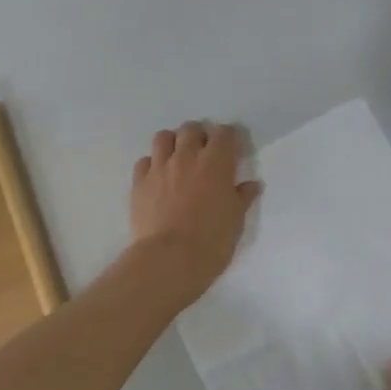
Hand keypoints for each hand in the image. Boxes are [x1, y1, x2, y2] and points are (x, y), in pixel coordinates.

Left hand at [129, 121, 261, 305]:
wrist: (169, 259)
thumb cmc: (211, 242)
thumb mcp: (235, 221)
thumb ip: (242, 198)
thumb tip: (251, 185)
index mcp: (216, 163)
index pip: (224, 133)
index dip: (228, 139)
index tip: (231, 150)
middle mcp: (186, 157)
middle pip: (191, 129)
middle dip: (199, 136)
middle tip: (204, 154)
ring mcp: (159, 167)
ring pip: (163, 137)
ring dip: (173, 143)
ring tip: (177, 159)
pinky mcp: (139, 182)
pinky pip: (144, 161)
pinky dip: (152, 164)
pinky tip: (157, 178)